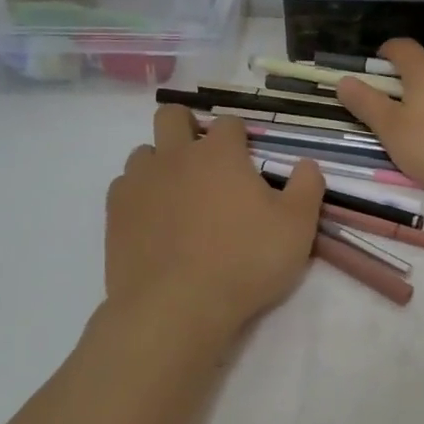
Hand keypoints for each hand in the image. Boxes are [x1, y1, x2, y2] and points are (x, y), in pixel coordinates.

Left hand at [105, 107, 324, 348]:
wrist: (175, 308)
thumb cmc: (244, 263)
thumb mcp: (296, 228)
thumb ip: (307, 188)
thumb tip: (307, 164)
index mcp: (219, 153)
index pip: (229, 123)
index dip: (239, 137)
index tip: (246, 159)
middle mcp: (176, 156)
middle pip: (172, 116)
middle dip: (187, 126)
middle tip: (204, 161)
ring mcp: (140, 182)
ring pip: (144, 151)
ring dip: (161, 163)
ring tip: (177, 195)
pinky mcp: (115, 212)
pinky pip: (124, 186)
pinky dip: (139, 194)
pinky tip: (153, 219)